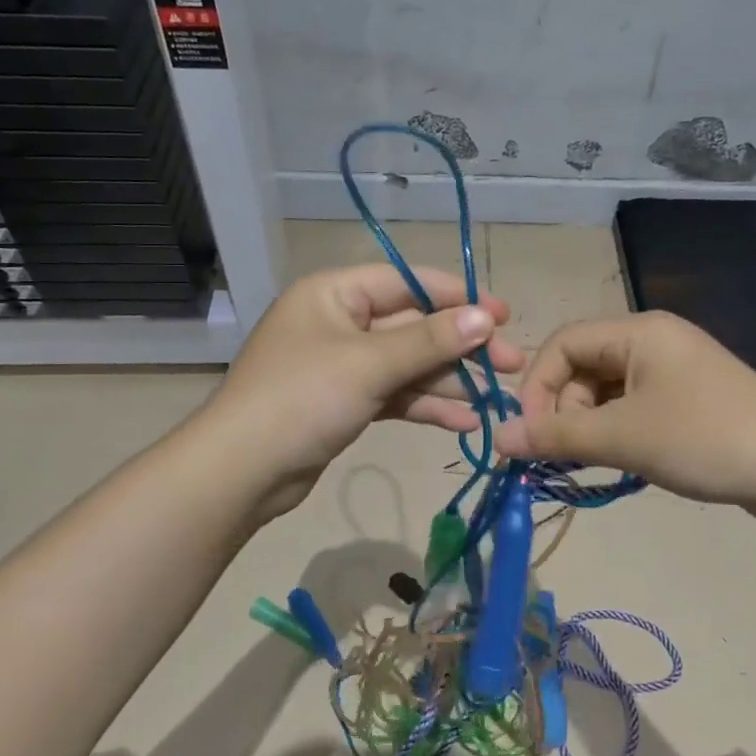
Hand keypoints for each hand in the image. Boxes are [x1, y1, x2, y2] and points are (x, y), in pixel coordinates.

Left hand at [203, 264, 523, 518]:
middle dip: (461, 347)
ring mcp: (344, 365)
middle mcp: (341, 322)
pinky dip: (427, 406)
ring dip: (450, 382)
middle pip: (414, 326)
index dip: (458, 296)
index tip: (502, 314)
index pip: (408, 282)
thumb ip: (430, 339)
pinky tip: (465, 423)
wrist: (243, 472)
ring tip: (497, 400)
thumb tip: (486, 316)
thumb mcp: (370, 364)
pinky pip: (396, 394)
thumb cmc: (302, 399)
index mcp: (336, 293)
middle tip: (512, 363)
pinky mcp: (347, 402)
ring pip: (409, 364)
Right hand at [495, 311, 755, 508]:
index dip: (536, 386)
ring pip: (607, 390)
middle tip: (565, 456)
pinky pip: (634, 405)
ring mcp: (674, 368)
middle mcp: (654, 340)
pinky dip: (616, 430)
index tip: (530, 434)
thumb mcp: (623, 437)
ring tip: (591, 463)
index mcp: (638, 331)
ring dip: (589, 425)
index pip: (562, 343)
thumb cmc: (703, 439)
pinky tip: (620, 460)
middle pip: (583, 366)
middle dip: (564, 411)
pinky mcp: (689, 397)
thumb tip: (498, 439)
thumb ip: (556, 437)